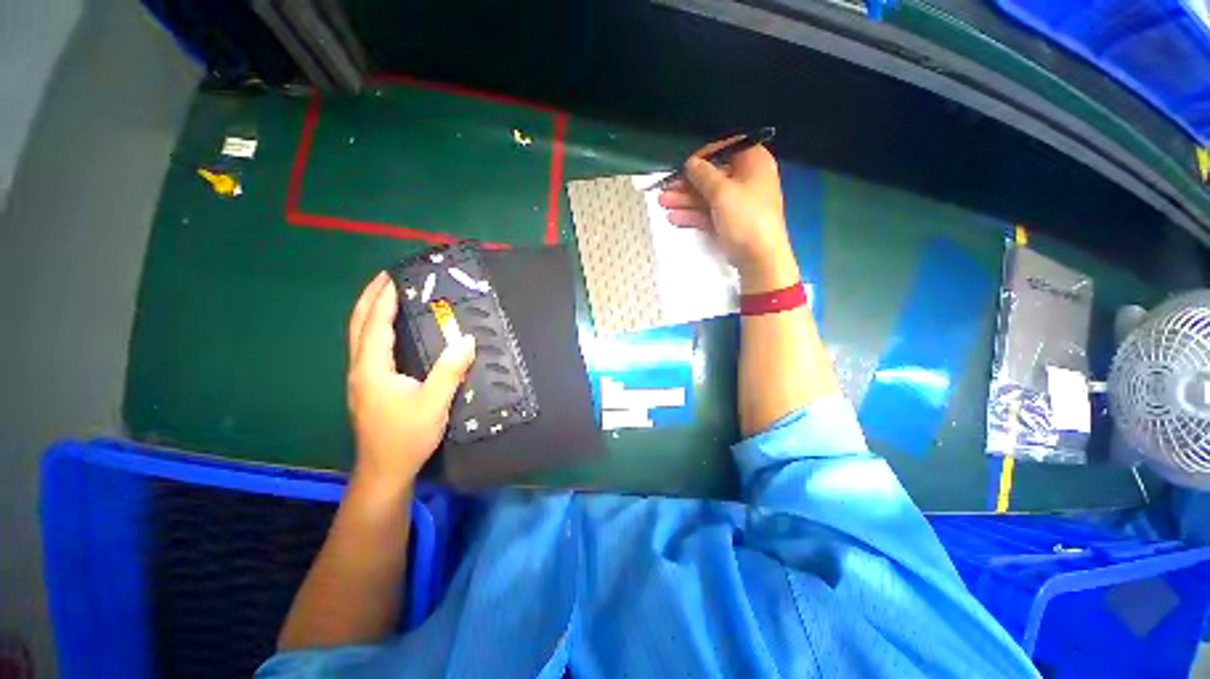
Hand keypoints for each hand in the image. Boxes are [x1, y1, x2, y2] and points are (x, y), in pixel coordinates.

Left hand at [346, 272, 475, 491]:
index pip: (375, 326)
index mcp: (373, 369)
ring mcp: (361, 379)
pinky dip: (374, 328)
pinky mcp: (368, 386)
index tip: (393, 277)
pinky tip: (388, 330)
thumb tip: (467, 339)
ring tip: (386, 295)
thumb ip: (450, 370)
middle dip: (369, 298)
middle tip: (385, 277)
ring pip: (359, 336)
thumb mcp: (434, 403)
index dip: (383, 300)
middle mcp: (360, 369)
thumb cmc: (407, 436)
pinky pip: (367, 347)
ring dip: (370, 312)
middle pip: (358, 325)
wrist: (385, 470)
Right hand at [658, 139, 798, 293]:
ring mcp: (737, 204)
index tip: (684, 165)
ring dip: (685, 200)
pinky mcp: (729, 223)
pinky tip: (674, 218)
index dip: (704, 155)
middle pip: (713, 176)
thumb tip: (690, 163)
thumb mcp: (722, 192)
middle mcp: (746, 180)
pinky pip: (709, 214)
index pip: (726, 149)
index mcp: (753, 163)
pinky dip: (693, 215)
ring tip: (662, 204)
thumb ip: (703, 174)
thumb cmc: (745, 218)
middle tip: (665, 188)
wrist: (759, 258)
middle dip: (687, 183)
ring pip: (707, 197)